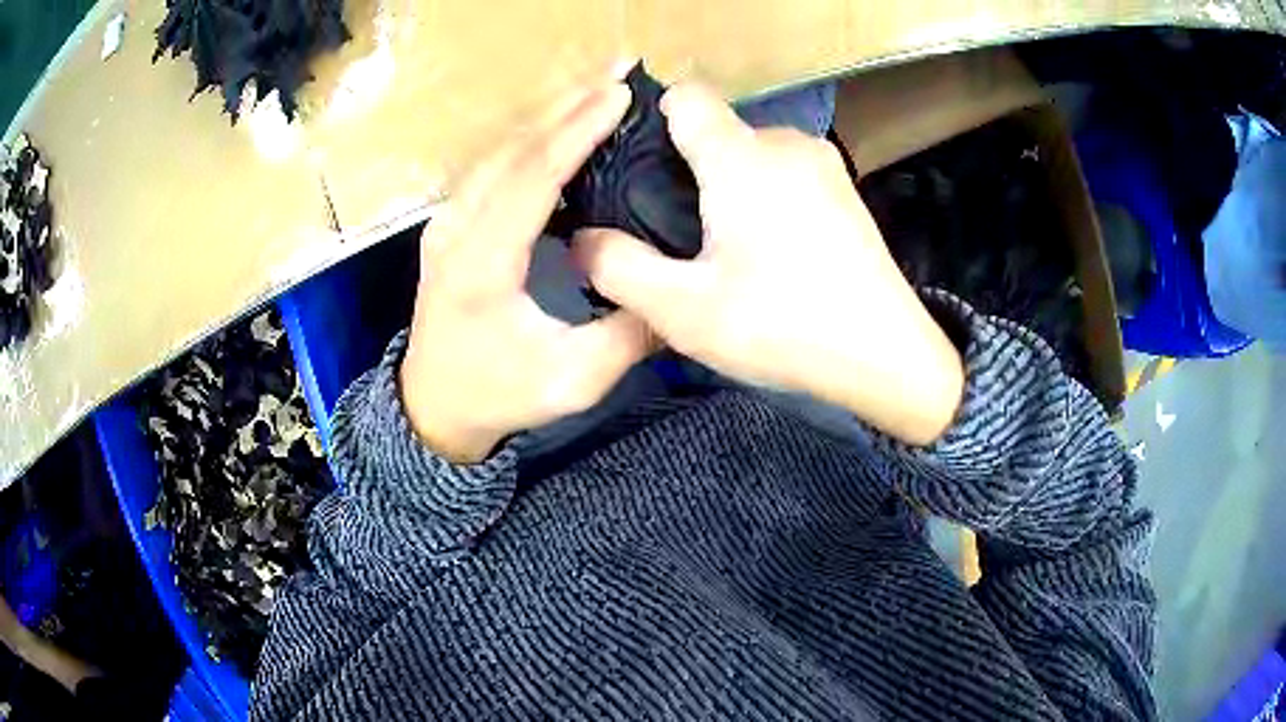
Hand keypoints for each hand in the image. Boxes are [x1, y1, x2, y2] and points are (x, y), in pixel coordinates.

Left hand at [400, 66, 653, 462]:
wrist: (435, 405)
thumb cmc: (499, 395)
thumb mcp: (573, 381)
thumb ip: (628, 334)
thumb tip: (676, 290)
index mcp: (480, 265)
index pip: (531, 178)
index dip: (577, 131)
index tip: (620, 95)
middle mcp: (456, 230)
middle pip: (513, 149)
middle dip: (568, 102)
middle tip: (619, 67)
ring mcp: (448, 223)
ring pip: (500, 150)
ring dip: (551, 112)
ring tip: (599, 85)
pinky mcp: (452, 224)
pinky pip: (494, 165)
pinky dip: (533, 136)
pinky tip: (564, 123)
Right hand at [576, 82, 962, 445]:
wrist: (887, 356)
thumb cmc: (784, 327)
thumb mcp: (683, 310)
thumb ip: (618, 268)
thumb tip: (581, 240)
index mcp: (742, 157)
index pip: (684, 97)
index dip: (651, 123)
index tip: (638, 175)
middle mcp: (785, 143)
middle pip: (715, 131)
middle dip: (686, 172)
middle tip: (677, 238)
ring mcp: (823, 164)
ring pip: (750, 155)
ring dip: (726, 189)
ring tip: (725, 252)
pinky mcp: (845, 190)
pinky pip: (784, 174)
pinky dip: (764, 199)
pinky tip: (772, 254)